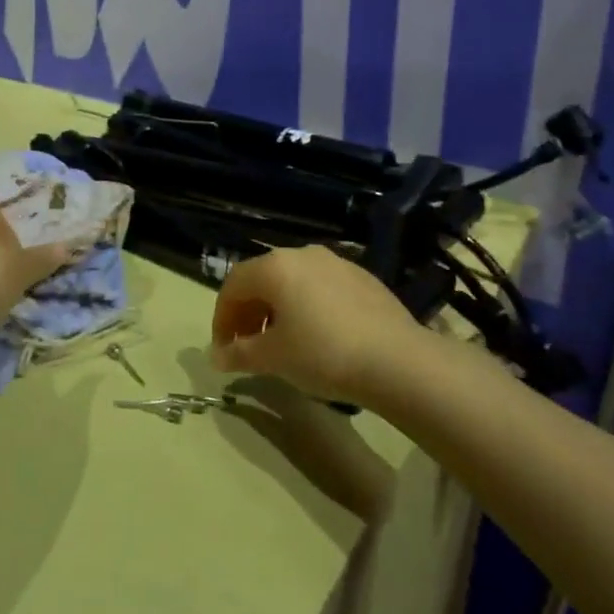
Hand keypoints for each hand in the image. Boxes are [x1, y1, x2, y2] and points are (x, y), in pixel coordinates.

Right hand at [210, 246, 424, 405]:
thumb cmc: (323, 354)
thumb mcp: (274, 358)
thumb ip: (239, 354)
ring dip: (278, 309)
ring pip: (293, 282)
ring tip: (283, 343)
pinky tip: (319, 337)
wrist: (396, 359)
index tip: (224, 349)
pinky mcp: (363, 277)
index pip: (233, 284)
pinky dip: (308, 307)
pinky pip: (321, 288)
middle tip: (248, 347)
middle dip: (249, 313)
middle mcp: (303, 254)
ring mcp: (337, 262)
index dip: (222, 317)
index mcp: (275, 266)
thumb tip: (217, 357)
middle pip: (263, 279)